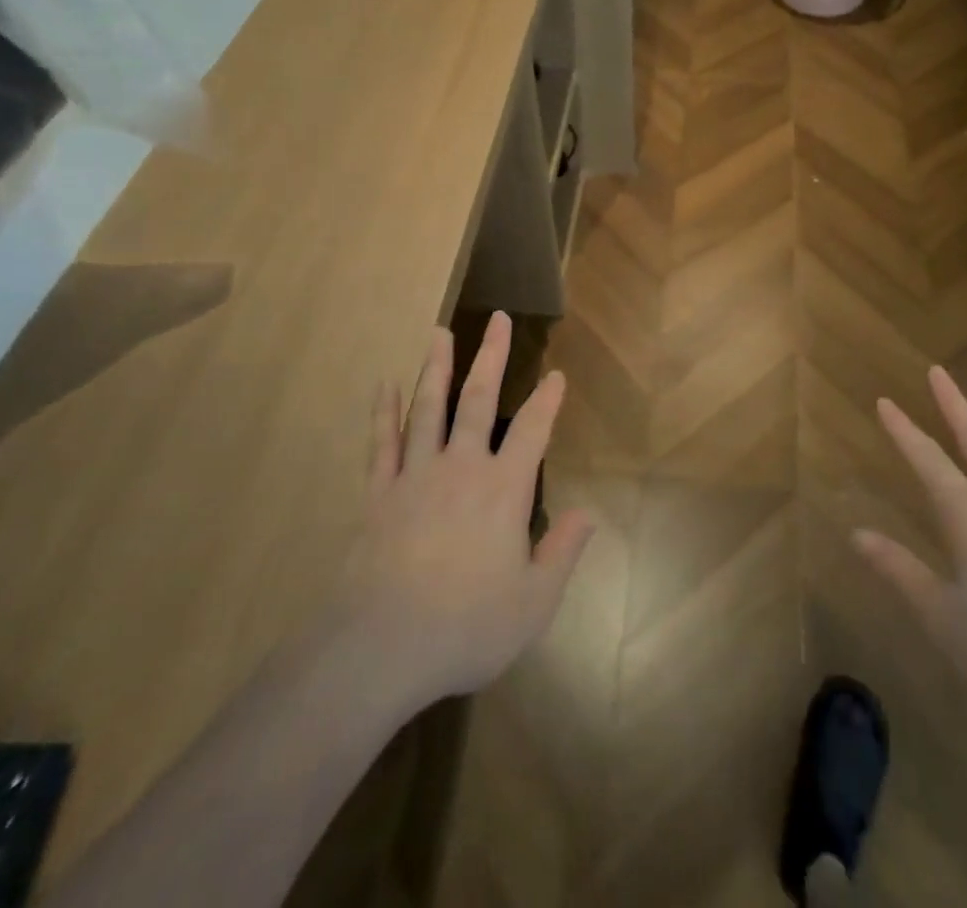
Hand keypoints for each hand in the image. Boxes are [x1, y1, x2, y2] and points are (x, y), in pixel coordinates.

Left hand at [328, 313, 594, 711]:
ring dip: (436, 368)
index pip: (532, 430)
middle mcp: (461, 469)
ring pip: (427, 409)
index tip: (556, 373)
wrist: (382, 647)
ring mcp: (415, 476)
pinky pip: (381, 443)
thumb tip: (587, 514)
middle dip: (492, 357)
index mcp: (503, 490)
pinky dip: (383, 412)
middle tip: (499, 319)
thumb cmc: (467, 626)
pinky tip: (383, 385)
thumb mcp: (533, 602)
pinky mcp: (379, 494)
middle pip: (477, 401)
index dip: (547, 400)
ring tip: (440, 333)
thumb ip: (562, 552)